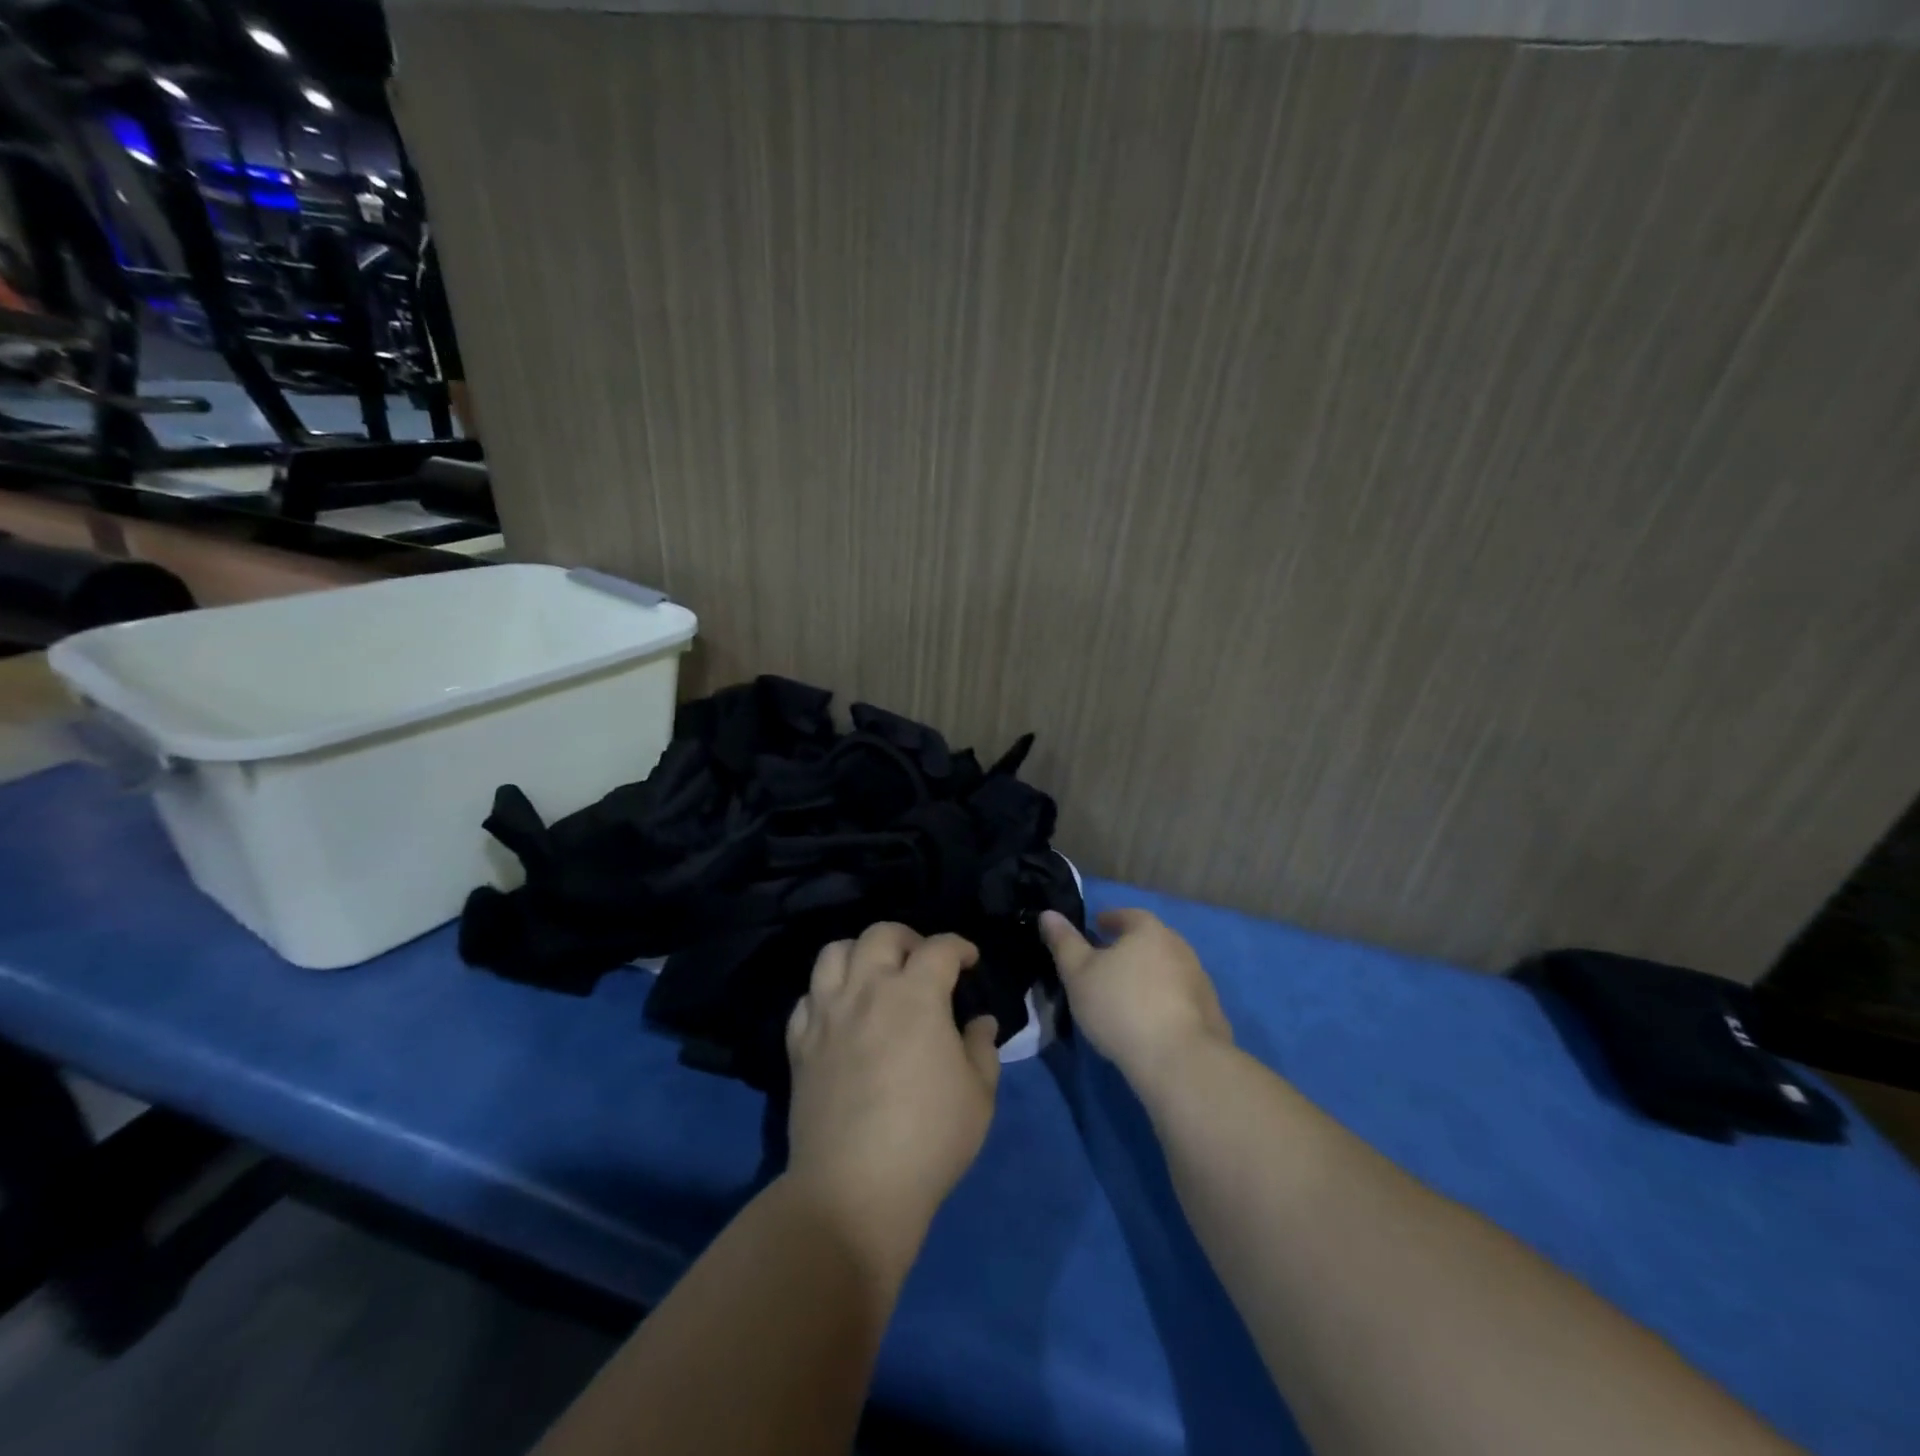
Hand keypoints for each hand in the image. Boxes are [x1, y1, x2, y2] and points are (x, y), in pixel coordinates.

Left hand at [784, 923, 1000, 1271]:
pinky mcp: (799, 1044)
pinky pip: (806, 998)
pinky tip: (840, 1014)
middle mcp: (866, 990)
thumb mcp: (979, 1094)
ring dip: (860, 954)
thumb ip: (981, 1047)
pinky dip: (825, 994)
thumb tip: (979, 1021)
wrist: (854, 1190)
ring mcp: (827, 1014)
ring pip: (834, 953)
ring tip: (875, 976)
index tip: (969, 961)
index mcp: (915, 995)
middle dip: (908, 938)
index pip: (939, 948)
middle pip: (880, 934)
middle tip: (922, 962)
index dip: (959, 946)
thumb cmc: (929, 1138)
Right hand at [1040, 908, 1232, 1095]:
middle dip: (1130, 948)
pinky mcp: (1212, 1014)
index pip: (1128, 915)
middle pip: (1151, 941)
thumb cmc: (1120, 1006)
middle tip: (1108, 963)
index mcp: (1149, 931)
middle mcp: (1180, 948)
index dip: (1109, 920)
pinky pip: (1182, 999)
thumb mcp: (1078, 974)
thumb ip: (1063, 942)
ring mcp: (1200, 981)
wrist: (1179, 1061)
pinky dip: (1166, 1002)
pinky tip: (1152, 1022)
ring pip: (1168, 970)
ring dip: (1149, 976)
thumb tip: (1048, 914)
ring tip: (1128, 995)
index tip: (1096, 928)